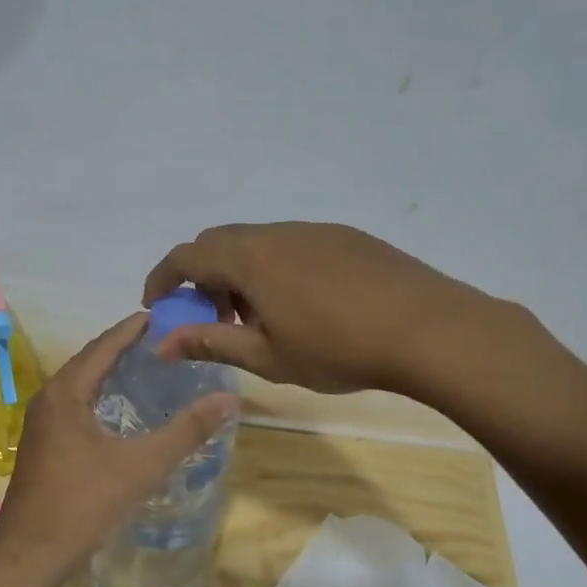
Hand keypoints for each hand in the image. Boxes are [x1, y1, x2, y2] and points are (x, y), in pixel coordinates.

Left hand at [0, 313, 237, 586]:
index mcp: (66, 392)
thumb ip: (185, 431)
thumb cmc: (82, 504)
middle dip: (125, 347)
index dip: (134, 328)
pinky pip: (77, 405)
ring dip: (112, 371)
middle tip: (167, 340)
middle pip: (91, 359)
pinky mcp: (44, 446)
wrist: (29, 556)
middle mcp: (49, 398)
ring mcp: (43, 424)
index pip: (105, 345)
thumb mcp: (141, 466)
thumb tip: (228, 399)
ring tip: (151, 368)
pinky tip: (123, 411)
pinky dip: (102, 396)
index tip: (166, 314)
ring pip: (82, 384)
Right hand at [142, 221, 532, 397]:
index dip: (163, 279)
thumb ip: (210, 343)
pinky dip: (275, 269)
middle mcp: (276, 233)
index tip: (158, 307)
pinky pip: (292, 245)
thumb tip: (162, 343)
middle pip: (219, 242)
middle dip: (203, 278)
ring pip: (257, 243)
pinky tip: (304, 306)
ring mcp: (314, 230)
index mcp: (249, 258)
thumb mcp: (266, 356)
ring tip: (261, 319)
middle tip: (214, 319)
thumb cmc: (338, 349)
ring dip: (241, 274)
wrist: (429, 329)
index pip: (186, 255)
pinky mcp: (345, 237)